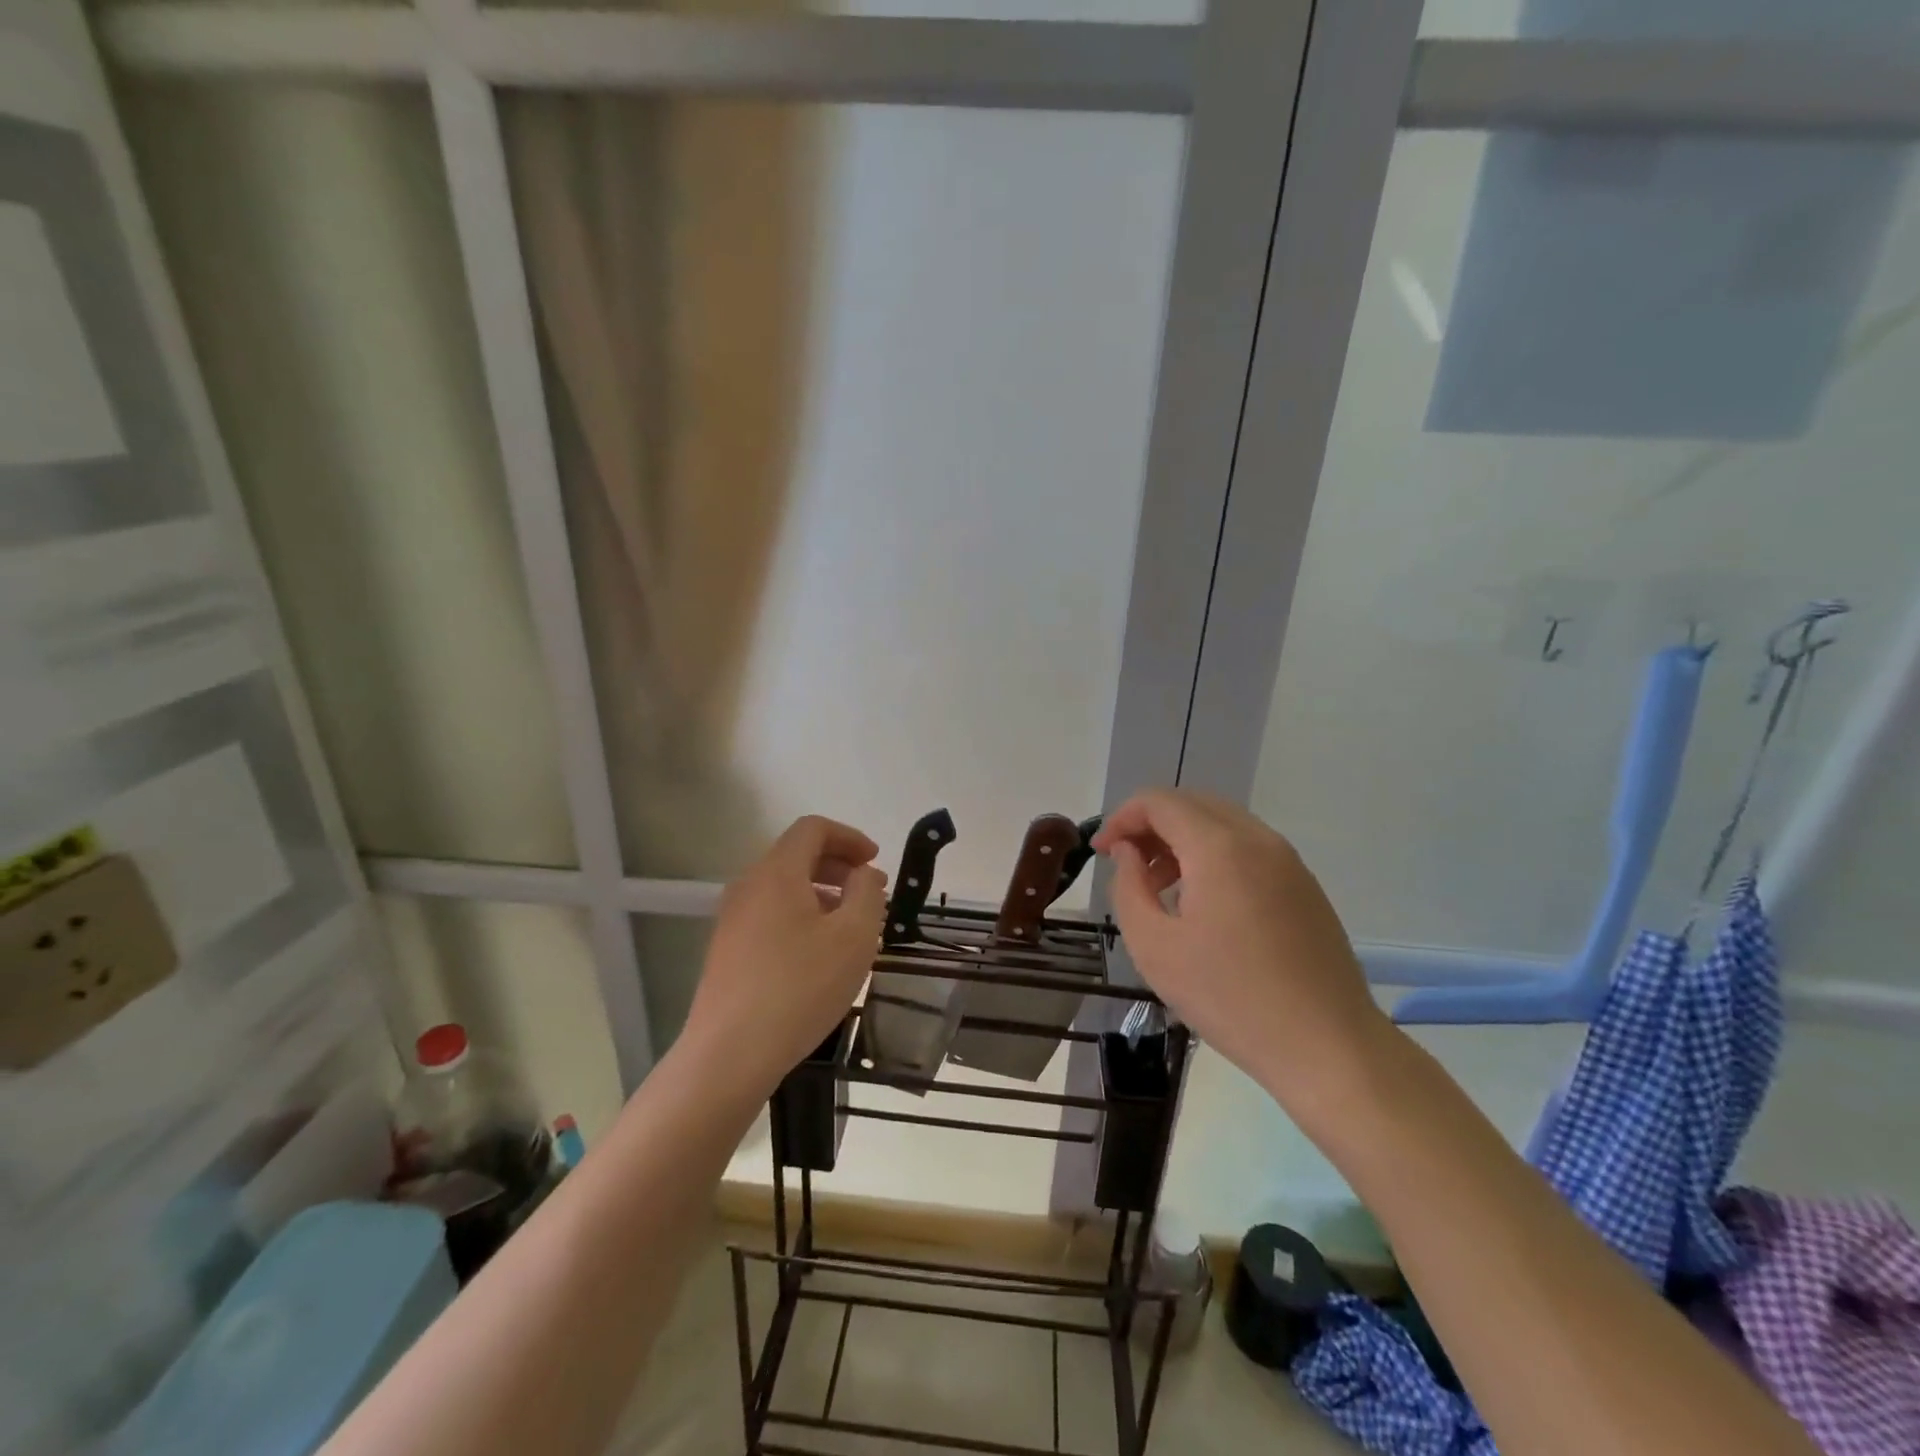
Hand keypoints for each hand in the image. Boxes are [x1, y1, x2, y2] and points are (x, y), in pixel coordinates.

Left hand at [681, 815, 887, 1101]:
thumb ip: (867, 893)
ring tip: (851, 926)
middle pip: (797, 855)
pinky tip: (820, 954)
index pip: (813, 829)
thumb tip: (862, 874)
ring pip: (784, 887)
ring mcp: (732, 919)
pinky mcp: (727, 950)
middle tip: (871, 894)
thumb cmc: (800, 987)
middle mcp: (749, 885)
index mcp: (777, 872)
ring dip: (823, 893)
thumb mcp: (854, 936)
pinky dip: (802, 916)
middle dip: (839, 866)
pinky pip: (771, 914)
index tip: (876, 862)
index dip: (850, 837)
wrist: (729, 1054)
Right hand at [1093, 789, 1390, 1122]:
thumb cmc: (1230, 998)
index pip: (1160, 802)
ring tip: (1160, 888)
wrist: (1328, 1046)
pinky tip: (1203, 903)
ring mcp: (1288, 860)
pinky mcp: (1304, 885)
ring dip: (1182, 840)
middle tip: (1127, 865)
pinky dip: (1213, 855)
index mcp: (1219, 848)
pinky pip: (1247, 848)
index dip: (1121, 818)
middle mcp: (1257, 839)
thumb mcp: (1155, 947)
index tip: (1102, 852)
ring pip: (1221, 823)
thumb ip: (1128, 888)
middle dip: (1150, 825)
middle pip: (1192, 804)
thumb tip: (1129, 853)